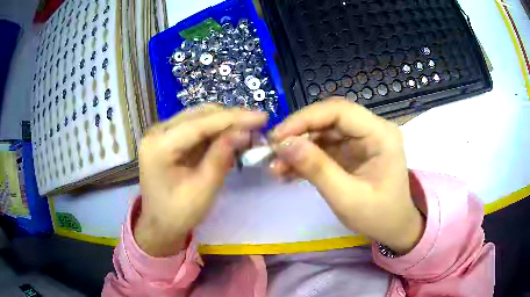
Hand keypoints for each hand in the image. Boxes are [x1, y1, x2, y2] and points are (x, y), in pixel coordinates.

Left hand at [135, 104, 267, 256]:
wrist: (159, 225)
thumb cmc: (178, 214)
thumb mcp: (203, 189)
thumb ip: (221, 157)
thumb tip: (244, 132)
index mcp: (159, 146)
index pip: (199, 124)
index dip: (233, 118)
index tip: (262, 117)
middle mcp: (157, 132)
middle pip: (199, 115)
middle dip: (231, 119)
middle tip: (258, 127)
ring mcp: (161, 133)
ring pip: (199, 117)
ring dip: (225, 124)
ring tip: (248, 133)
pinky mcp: (168, 138)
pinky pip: (196, 127)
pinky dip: (215, 132)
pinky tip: (231, 139)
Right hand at [270, 99, 423, 254]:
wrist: (394, 229)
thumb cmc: (379, 216)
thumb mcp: (347, 198)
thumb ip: (317, 169)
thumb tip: (283, 145)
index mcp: (381, 135)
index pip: (339, 111)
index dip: (305, 119)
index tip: (277, 137)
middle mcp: (372, 129)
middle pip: (329, 118)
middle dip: (298, 133)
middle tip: (272, 152)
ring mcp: (361, 140)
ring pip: (323, 132)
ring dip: (298, 147)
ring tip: (276, 167)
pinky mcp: (352, 151)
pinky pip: (324, 147)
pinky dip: (305, 157)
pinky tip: (288, 172)